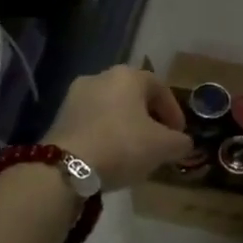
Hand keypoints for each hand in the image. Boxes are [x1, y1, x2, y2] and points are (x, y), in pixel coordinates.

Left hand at [46, 66, 194, 189]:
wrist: (66, 167)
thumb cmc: (122, 146)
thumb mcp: (163, 147)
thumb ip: (180, 142)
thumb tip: (183, 143)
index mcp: (128, 75)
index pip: (160, 88)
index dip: (174, 112)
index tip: (179, 135)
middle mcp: (100, 77)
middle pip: (133, 96)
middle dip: (148, 118)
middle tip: (158, 141)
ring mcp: (75, 96)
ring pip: (111, 108)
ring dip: (125, 125)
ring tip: (134, 151)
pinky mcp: (59, 117)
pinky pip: (92, 122)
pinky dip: (105, 134)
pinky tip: (110, 155)